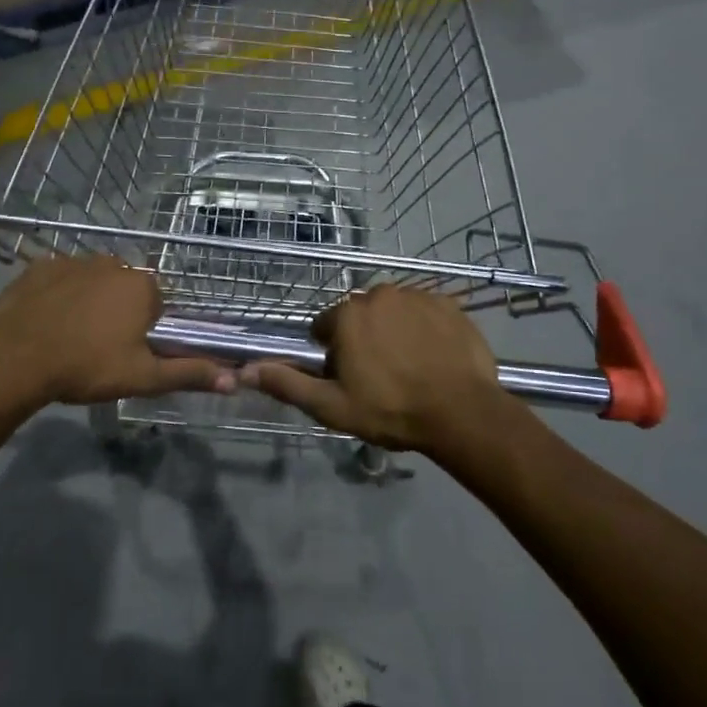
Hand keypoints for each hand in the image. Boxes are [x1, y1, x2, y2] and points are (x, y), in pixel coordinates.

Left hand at [0, 256, 235, 405]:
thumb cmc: (87, 367)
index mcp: (142, 286)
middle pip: (124, 289)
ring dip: (88, 301)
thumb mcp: (143, 377)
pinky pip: (59, 278)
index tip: (125, 352)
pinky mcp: (40, 265)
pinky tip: (46, 320)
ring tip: (69, 335)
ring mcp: (74, 260)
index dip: (143, 331)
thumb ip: (189, 374)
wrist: (17, 359)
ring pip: (92, 281)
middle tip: (98, 348)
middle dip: (117, 312)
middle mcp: (113, 262)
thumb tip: (234, 380)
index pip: (155, 305)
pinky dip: (57, 294)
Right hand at [241, 286, 500, 453]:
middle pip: (359, 316)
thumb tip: (246, 370)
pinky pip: (425, 312)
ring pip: (393, 311)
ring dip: (393, 331)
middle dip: (362, 339)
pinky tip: (433, 357)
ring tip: (409, 368)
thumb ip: (287, 384)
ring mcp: (417, 295)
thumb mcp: (331, 406)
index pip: (325, 327)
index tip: (348, 378)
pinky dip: (424, 328)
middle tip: (379, 376)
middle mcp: (378, 294)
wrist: (461, 412)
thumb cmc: (390, 410)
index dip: (332, 354)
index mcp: (347, 315)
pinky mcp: (448, 303)